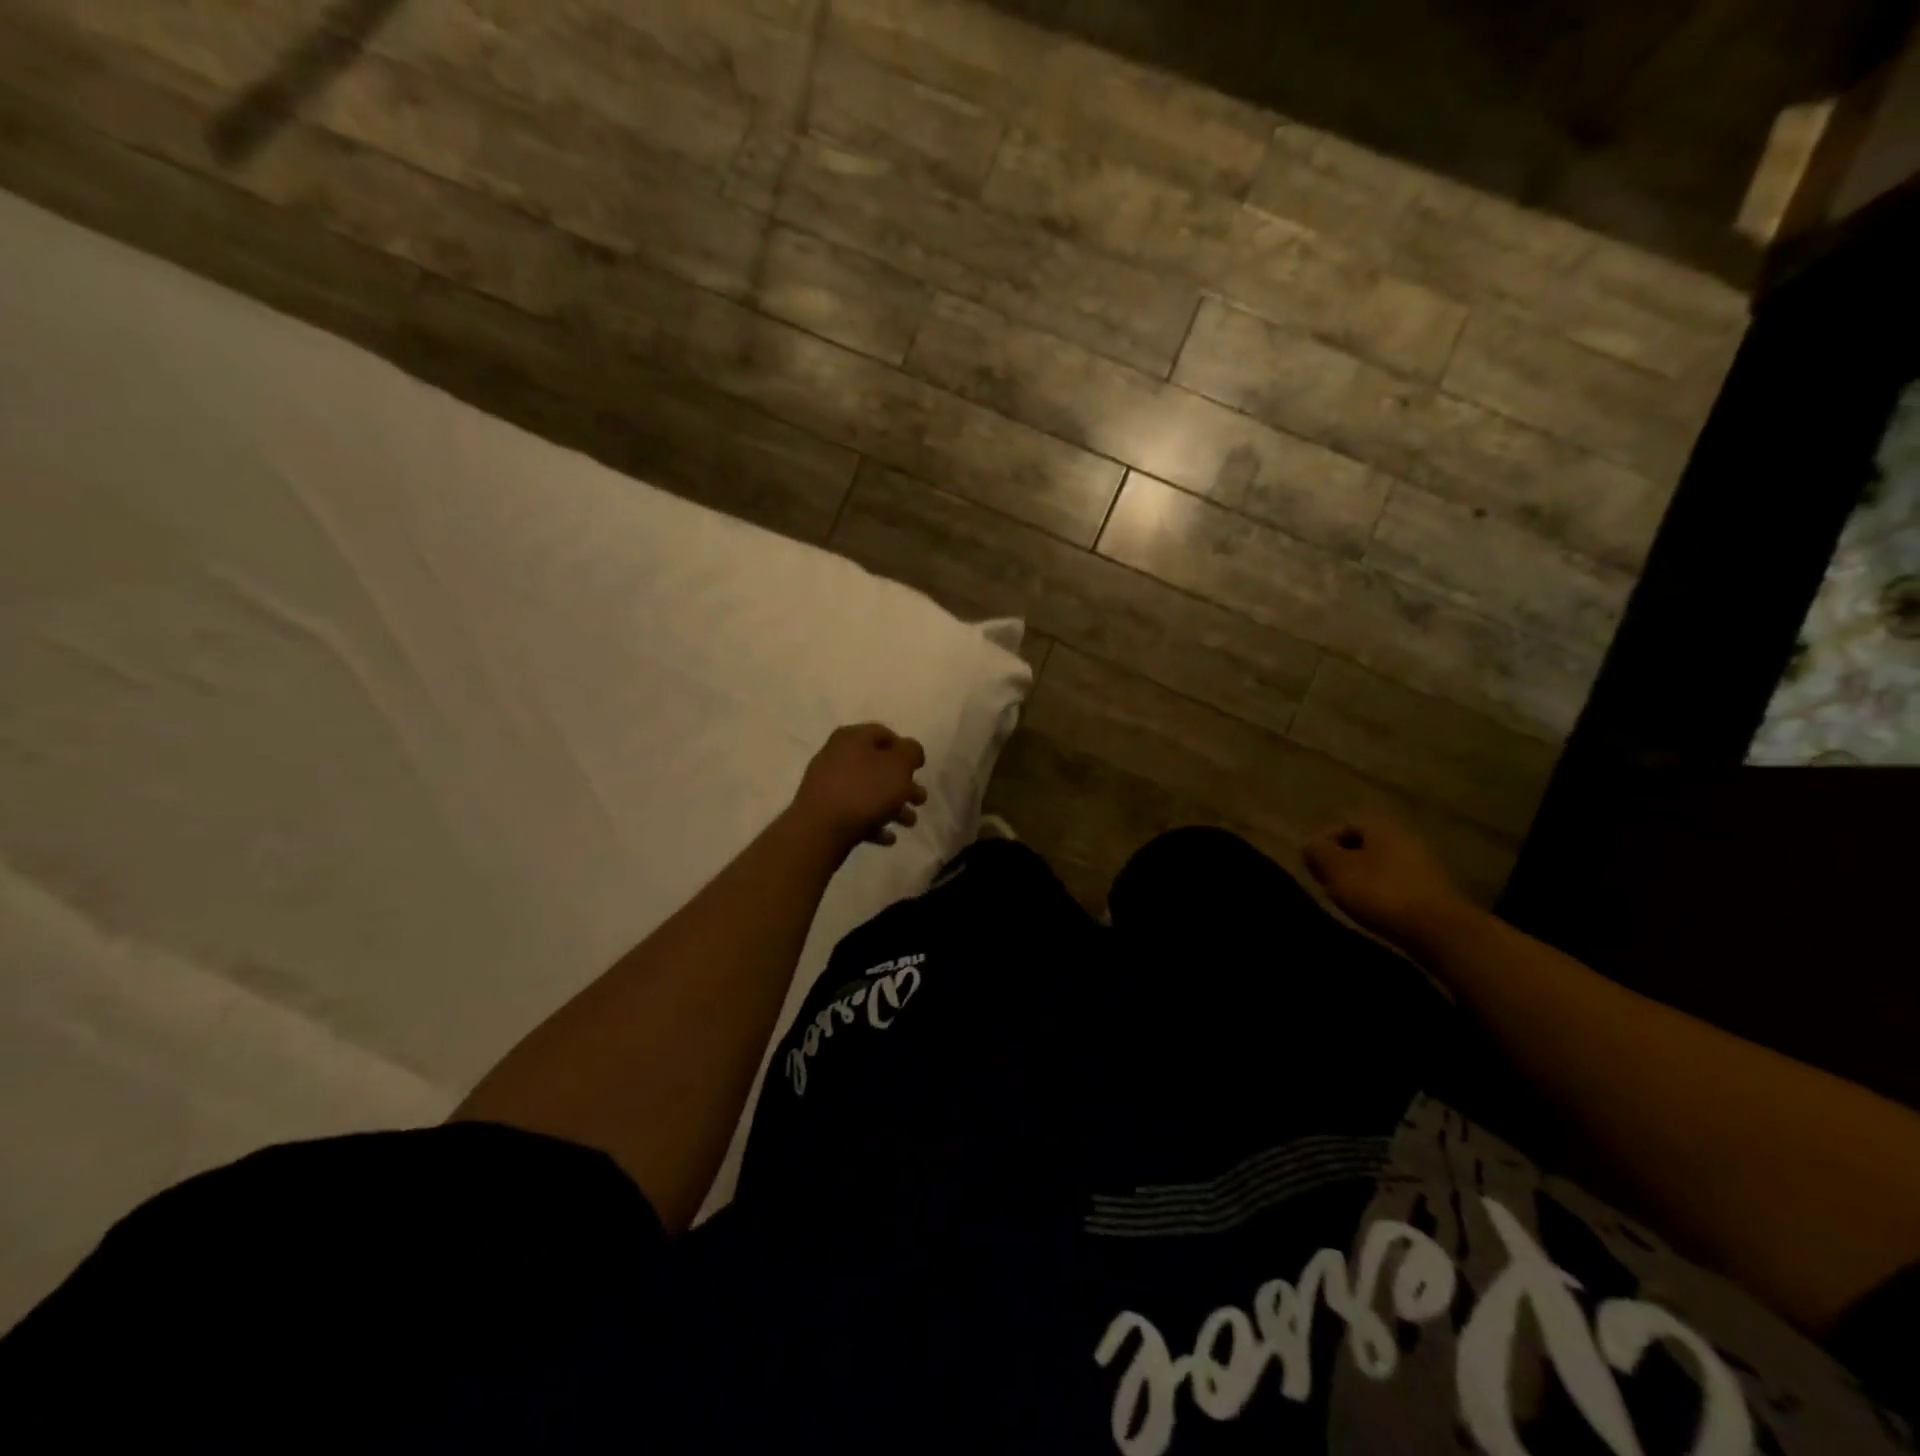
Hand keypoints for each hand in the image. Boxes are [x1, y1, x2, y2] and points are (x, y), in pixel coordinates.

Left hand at [789, 724, 928, 854]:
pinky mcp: (823, 810)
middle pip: (877, 765)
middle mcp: (836, 755)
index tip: (919, 768)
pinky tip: (888, 837)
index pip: (884, 734)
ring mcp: (827, 784)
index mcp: (852, 737)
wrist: (820, 829)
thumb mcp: (899, 765)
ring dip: (892, 806)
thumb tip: (909, 749)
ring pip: (868, 791)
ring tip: (909, 823)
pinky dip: (873, 821)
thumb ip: (911, 752)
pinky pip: (854, 812)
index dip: (905, 749)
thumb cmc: (865, 791)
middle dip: (902, 783)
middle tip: (920, 800)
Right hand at [1304, 817, 1476, 949]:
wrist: (1439, 930)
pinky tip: (1374, 911)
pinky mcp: (1436, 891)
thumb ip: (1318, 852)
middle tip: (1327, 883)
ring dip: (1363, 879)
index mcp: (1382, 827)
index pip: (1344, 827)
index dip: (1323, 845)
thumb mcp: (1336, 869)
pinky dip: (1382, 893)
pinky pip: (1398, 884)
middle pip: (1364, 846)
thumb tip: (1312, 845)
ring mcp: (1426, 864)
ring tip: (1348, 900)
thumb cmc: (1380, 892)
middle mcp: (1406, 838)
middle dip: (1343, 863)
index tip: (1312, 867)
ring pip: (1382, 866)